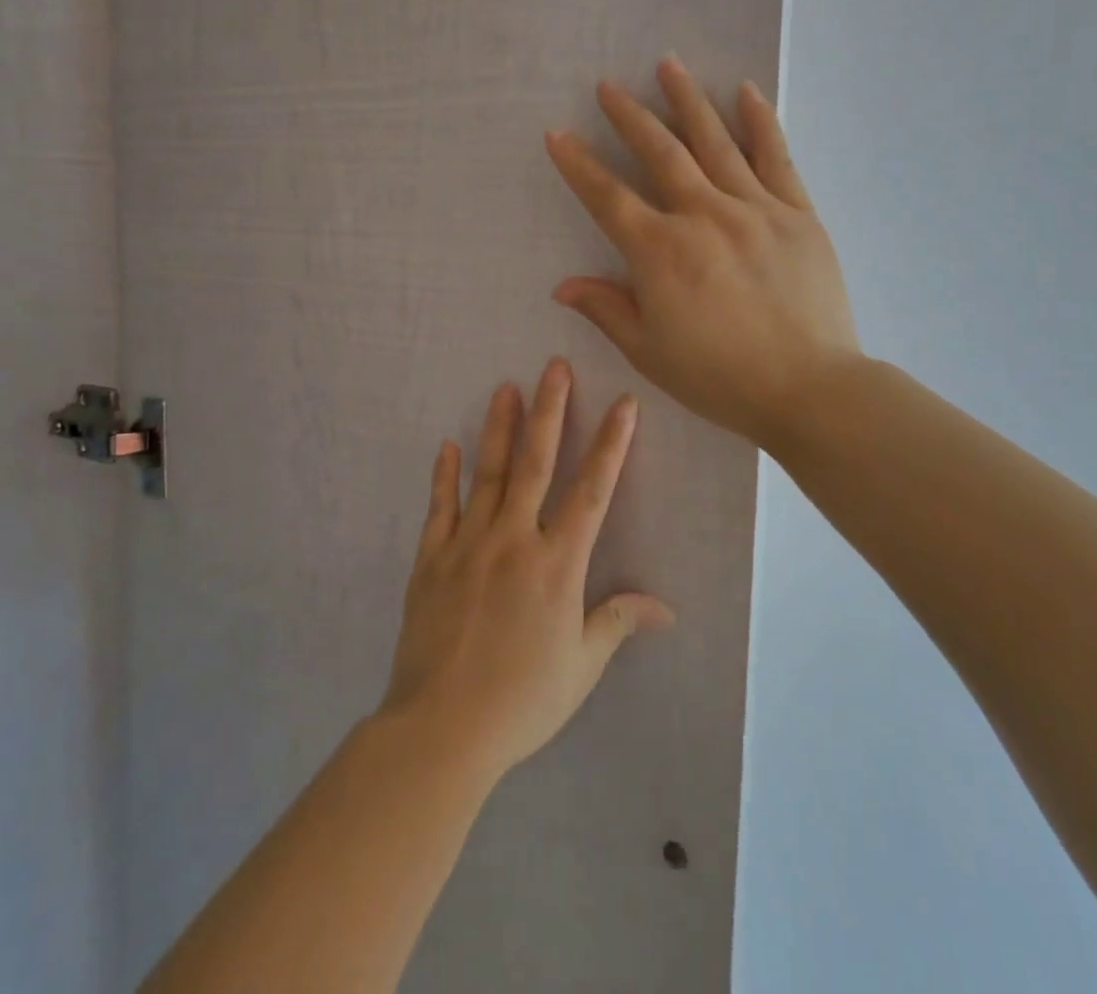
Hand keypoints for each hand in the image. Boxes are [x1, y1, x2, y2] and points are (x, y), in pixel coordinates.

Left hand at [380, 360, 674, 782]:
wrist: (441, 729)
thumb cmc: (522, 700)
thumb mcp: (581, 666)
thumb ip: (618, 622)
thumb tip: (665, 607)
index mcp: (556, 564)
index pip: (592, 491)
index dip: (611, 445)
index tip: (623, 405)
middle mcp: (514, 540)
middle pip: (535, 463)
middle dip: (549, 411)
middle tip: (553, 367)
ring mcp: (467, 545)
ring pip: (488, 474)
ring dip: (499, 428)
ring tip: (506, 387)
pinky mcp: (430, 560)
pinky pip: (439, 508)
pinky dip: (445, 476)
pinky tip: (448, 446)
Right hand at [545, 56, 860, 445]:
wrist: (808, 389)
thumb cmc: (720, 378)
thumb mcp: (649, 351)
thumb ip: (607, 309)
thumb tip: (563, 286)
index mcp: (661, 252)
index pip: (608, 198)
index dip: (579, 165)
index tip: (558, 134)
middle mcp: (703, 216)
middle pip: (661, 153)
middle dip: (630, 116)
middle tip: (610, 86)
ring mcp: (755, 209)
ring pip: (716, 142)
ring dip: (688, 101)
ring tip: (668, 65)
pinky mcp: (798, 214)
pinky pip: (776, 158)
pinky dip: (760, 122)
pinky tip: (747, 92)